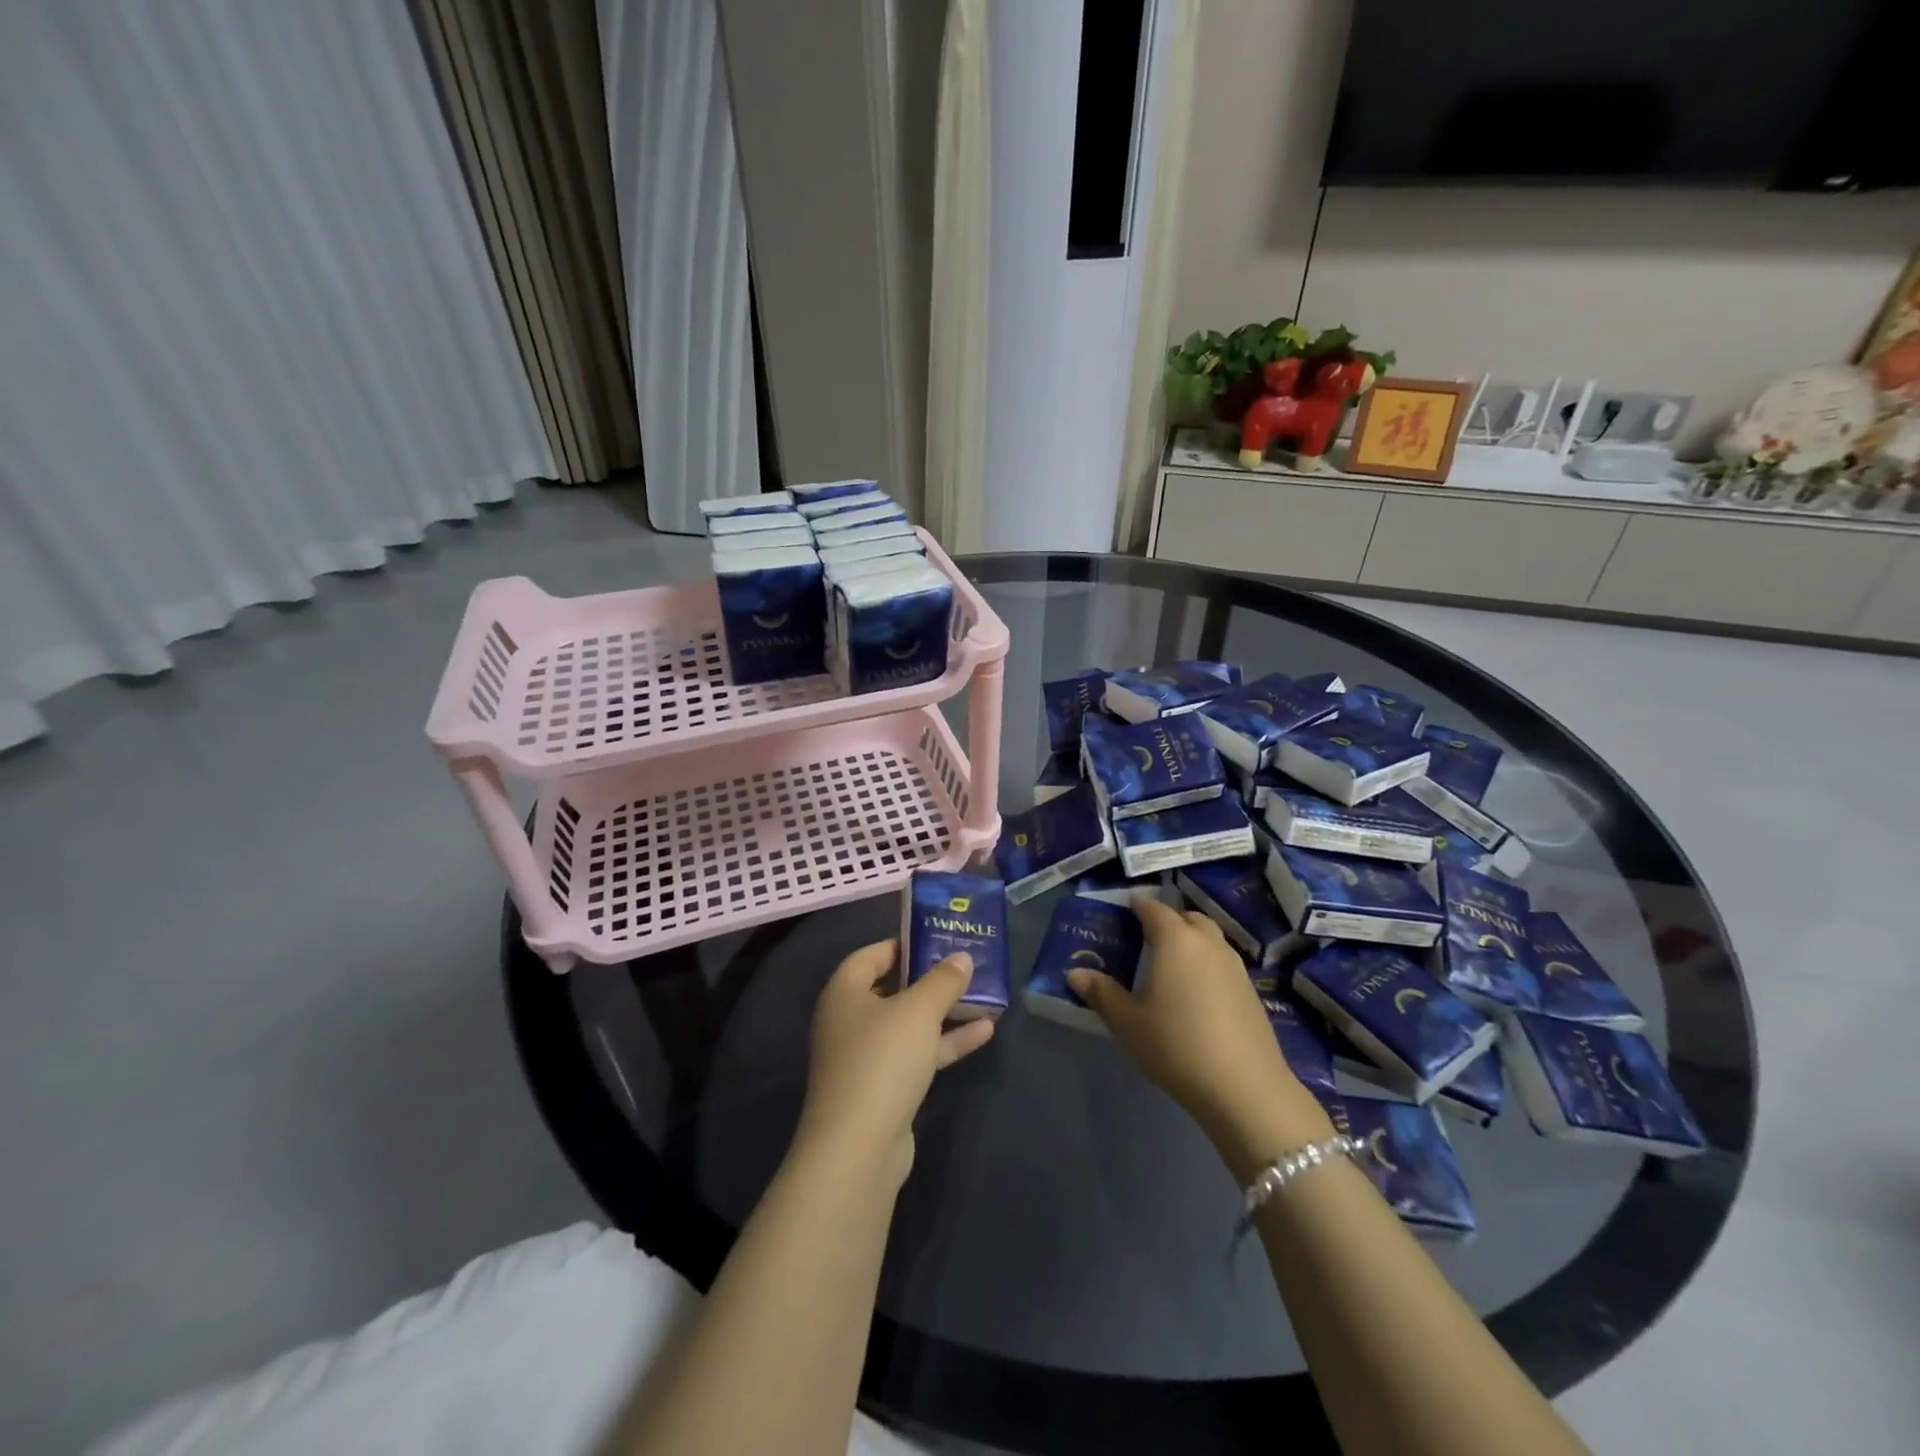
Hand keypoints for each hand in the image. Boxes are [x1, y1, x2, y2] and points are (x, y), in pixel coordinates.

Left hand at [797, 939, 995, 1190]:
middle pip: (891, 989)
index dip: (900, 944)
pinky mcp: (883, 1089)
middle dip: (929, 978)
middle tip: (963, 964)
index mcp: (844, 993)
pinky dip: (945, 1043)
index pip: (870, 956)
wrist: (858, 1149)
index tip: (934, 938)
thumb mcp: (918, 1010)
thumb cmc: (882, 1060)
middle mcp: (849, 1021)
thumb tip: (961, 957)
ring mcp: (866, 1058)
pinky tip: (984, 1032)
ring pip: (908, 1024)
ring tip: (984, 996)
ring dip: (943, 1012)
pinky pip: (917, 1054)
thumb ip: (942, 981)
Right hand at [1068, 897, 1331, 1181]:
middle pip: (1187, 918)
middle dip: (1168, 921)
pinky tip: (1197, 995)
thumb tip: (1075, 973)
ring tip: (1172, 965)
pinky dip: (1207, 965)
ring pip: (1210, 939)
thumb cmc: (1175, 1045)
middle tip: (1147, 938)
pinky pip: (1223, 963)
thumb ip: (1101, 993)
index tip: (1125, 910)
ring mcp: (1235, 966)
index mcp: (1174, 940)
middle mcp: (1207, 943)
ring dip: (1191, 941)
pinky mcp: (1252, 992)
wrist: (1245, 1088)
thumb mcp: (1127, 1022)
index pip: (1154, 908)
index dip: (1138, 906)